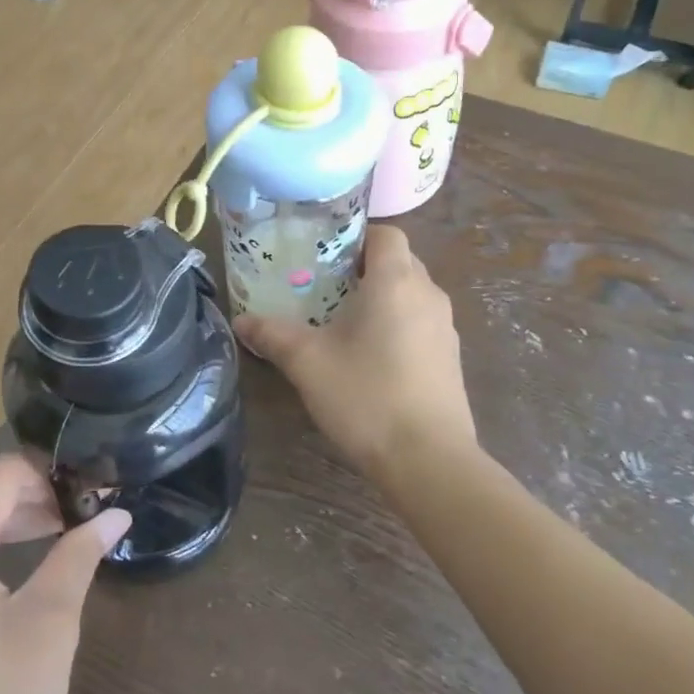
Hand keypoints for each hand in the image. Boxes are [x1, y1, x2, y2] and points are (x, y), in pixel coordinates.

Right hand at [236, 224, 476, 476]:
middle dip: (362, 267)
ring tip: (341, 320)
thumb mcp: (307, 362)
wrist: (428, 461)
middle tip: (322, 284)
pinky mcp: (451, 358)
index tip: (323, 253)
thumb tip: (241, 321)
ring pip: (411, 293)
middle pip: (398, 261)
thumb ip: (272, 334)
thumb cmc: (366, 396)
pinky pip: (420, 322)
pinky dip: (397, 324)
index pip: (386, 233)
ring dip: (381, 297)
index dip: (356, 235)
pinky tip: (370, 356)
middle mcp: (428, 294)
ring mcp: (445, 328)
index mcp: (396, 281)